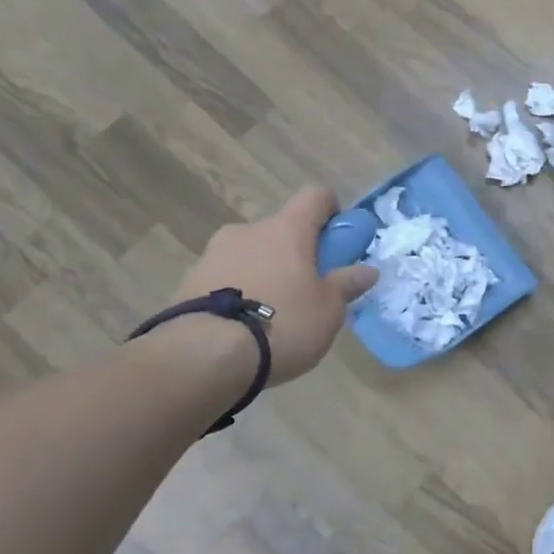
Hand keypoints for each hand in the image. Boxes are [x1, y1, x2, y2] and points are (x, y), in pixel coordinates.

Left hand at [170, 187, 378, 386]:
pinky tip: (242, 328)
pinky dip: (237, 293)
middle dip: (294, 253)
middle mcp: (248, 231)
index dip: (331, 210)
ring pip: (250, 255)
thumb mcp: (329, 310)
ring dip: (264, 273)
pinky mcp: (187, 283)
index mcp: (287, 230)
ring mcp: (212, 255)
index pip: (315, 196)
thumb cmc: (282, 323)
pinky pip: (224, 279)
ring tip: (270, 317)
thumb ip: (346, 285)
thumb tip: (367, 270)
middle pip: (280, 230)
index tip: (338, 238)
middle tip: (306, 290)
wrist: (202, 357)